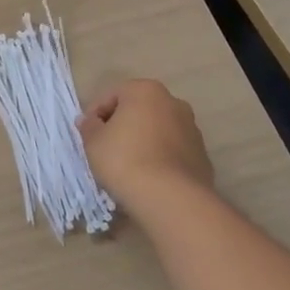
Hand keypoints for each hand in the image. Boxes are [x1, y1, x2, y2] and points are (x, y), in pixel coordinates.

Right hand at [76, 79, 215, 222]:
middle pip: (138, 110)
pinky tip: (148, 178)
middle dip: (122, 125)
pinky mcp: (202, 156)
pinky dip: (160, 158)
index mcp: (145, 91)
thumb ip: (89, 126)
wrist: (171, 199)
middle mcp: (173, 102)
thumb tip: (89, 121)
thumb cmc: (125, 160)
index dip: (95, 114)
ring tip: (128, 166)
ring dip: (142, 141)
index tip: (87, 135)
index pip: (111, 96)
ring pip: (157, 130)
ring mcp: (192, 129)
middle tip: (106, 148)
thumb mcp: (93, 142)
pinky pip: (172, 151)